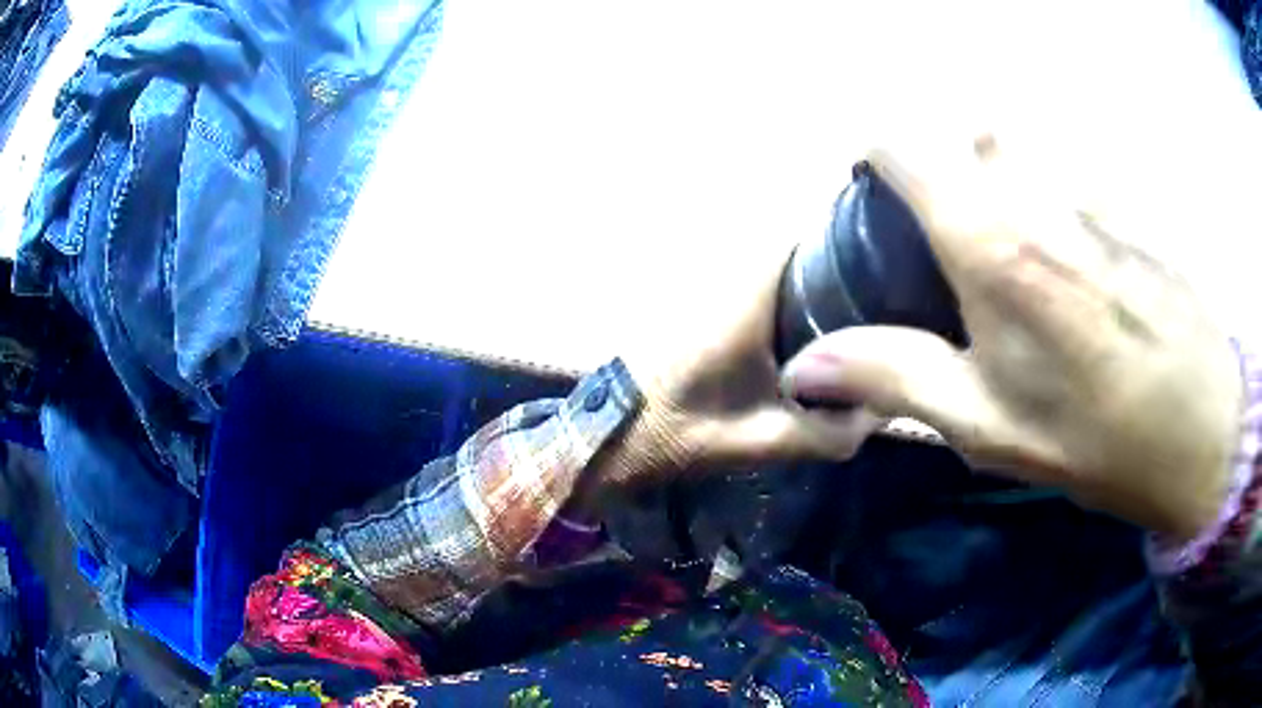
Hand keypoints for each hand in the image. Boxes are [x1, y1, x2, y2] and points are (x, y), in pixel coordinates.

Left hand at [593, 252, 881, 492]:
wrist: (611, 437)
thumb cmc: (682, 431)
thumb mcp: (763, 440)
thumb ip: (827, 433)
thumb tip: (878, 414)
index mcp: (745, 295)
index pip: (803, 236)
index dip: (843, 244)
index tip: (876, 269)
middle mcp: (724, 276)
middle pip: (792, 249)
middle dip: (831, 268)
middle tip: (867, 303)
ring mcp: (704, 287)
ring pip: (769, 267)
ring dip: (803, 283)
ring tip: (841, 316)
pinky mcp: (692, 304)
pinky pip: (748, 285)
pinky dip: (776, 298)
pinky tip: (794, 334)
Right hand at [782, 137, 1244, 540]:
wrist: (1200, 426)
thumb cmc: (1093, 433)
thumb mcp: (987, 423)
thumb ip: (895, 377)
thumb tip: (805, 367)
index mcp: (988, 237)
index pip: (901, 139)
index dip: (875, 153)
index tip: (877, 195)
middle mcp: (1032, 188)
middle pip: (963, 131)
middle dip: (945, 165)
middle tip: (952, 237)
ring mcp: (1085, 187)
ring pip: (1020, 147)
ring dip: (1001, 176)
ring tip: (1017, 253)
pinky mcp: (1123, 203)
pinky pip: (1067, 173)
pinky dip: (1052, 195)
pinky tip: (1076, 264)